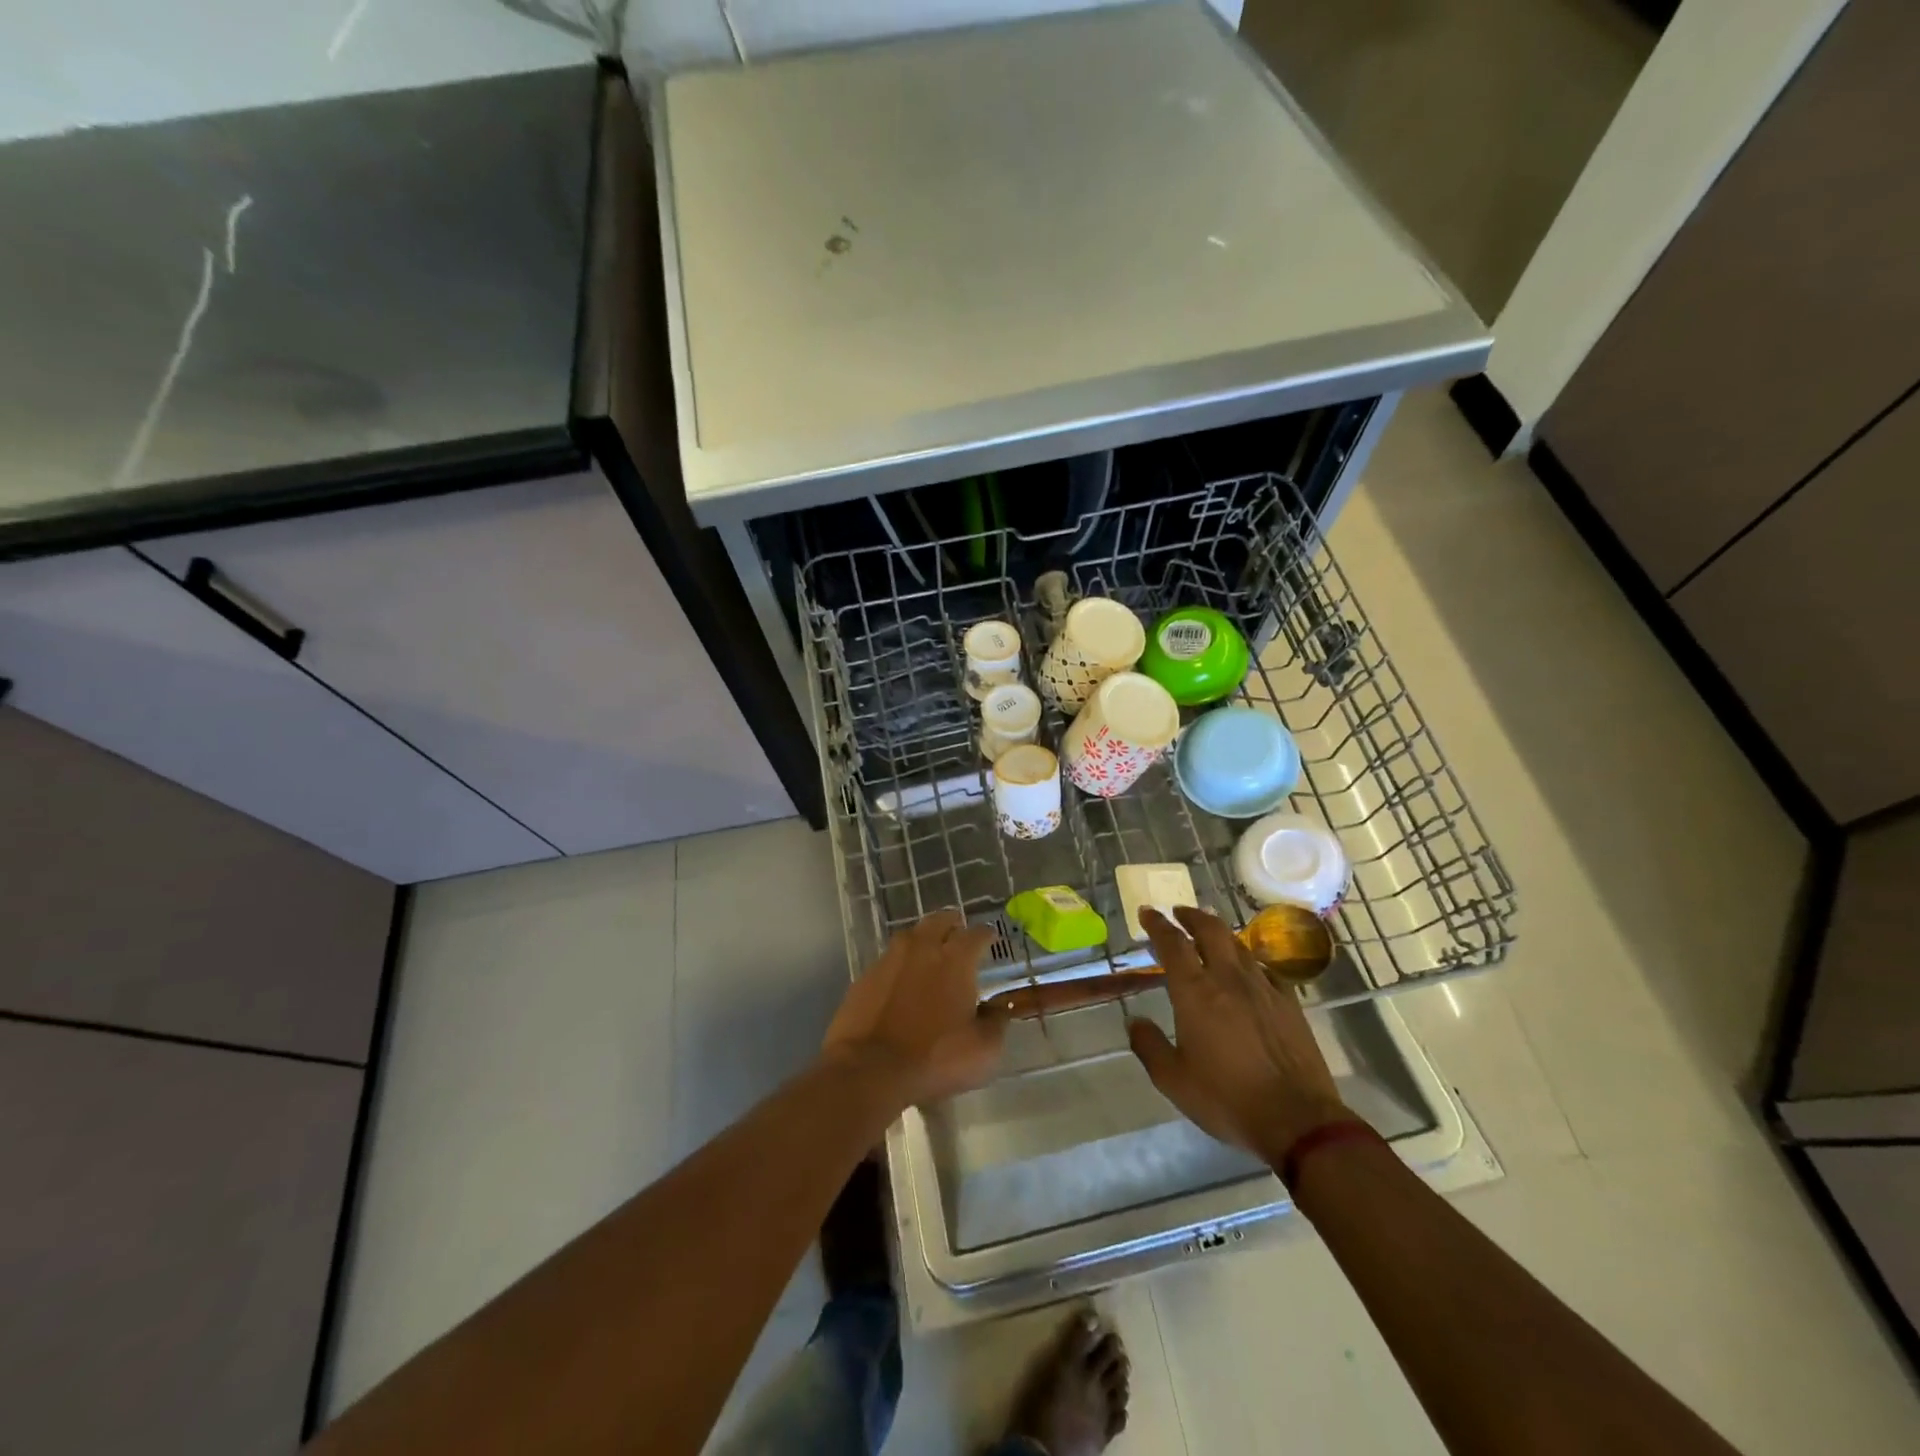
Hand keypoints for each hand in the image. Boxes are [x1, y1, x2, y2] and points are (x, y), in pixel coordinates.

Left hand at [822, 910, 1005, 1106]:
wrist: (871, 1069)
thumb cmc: (935, 1057)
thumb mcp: (983, 1049)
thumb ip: (996, 1022)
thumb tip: (998, 1008)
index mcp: (955, 959)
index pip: (976, 934)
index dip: (986, 934)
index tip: (991, 937)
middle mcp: (922, 949)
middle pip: (939, 921)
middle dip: (952, 923)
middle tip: (958, 932)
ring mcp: (889, 960)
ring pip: (910, 936)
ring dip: (923, 939)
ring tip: (929, 952)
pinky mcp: (865, 977)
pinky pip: (888, 960)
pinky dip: (899, 965)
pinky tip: (901, 980)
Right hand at [1129, 906, 1349, 1162]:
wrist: (1297, 1119)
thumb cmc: (1227, 1098)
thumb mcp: (1173, 1080)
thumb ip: (1149, 1045)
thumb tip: (1134, 1022)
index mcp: (1195, 991)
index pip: (1172, 943)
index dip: (1157, 924)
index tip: (1147, 912)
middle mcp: (1229, 978)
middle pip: (1210, 929)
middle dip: (1191, 916)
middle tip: (1179, 913)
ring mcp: (1263, 987)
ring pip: (1239, 945)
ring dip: (1219, 933)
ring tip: (1210, 934)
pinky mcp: (1289, 1003)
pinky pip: (1264, 969)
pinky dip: (1248, 961)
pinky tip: (1247, 971)